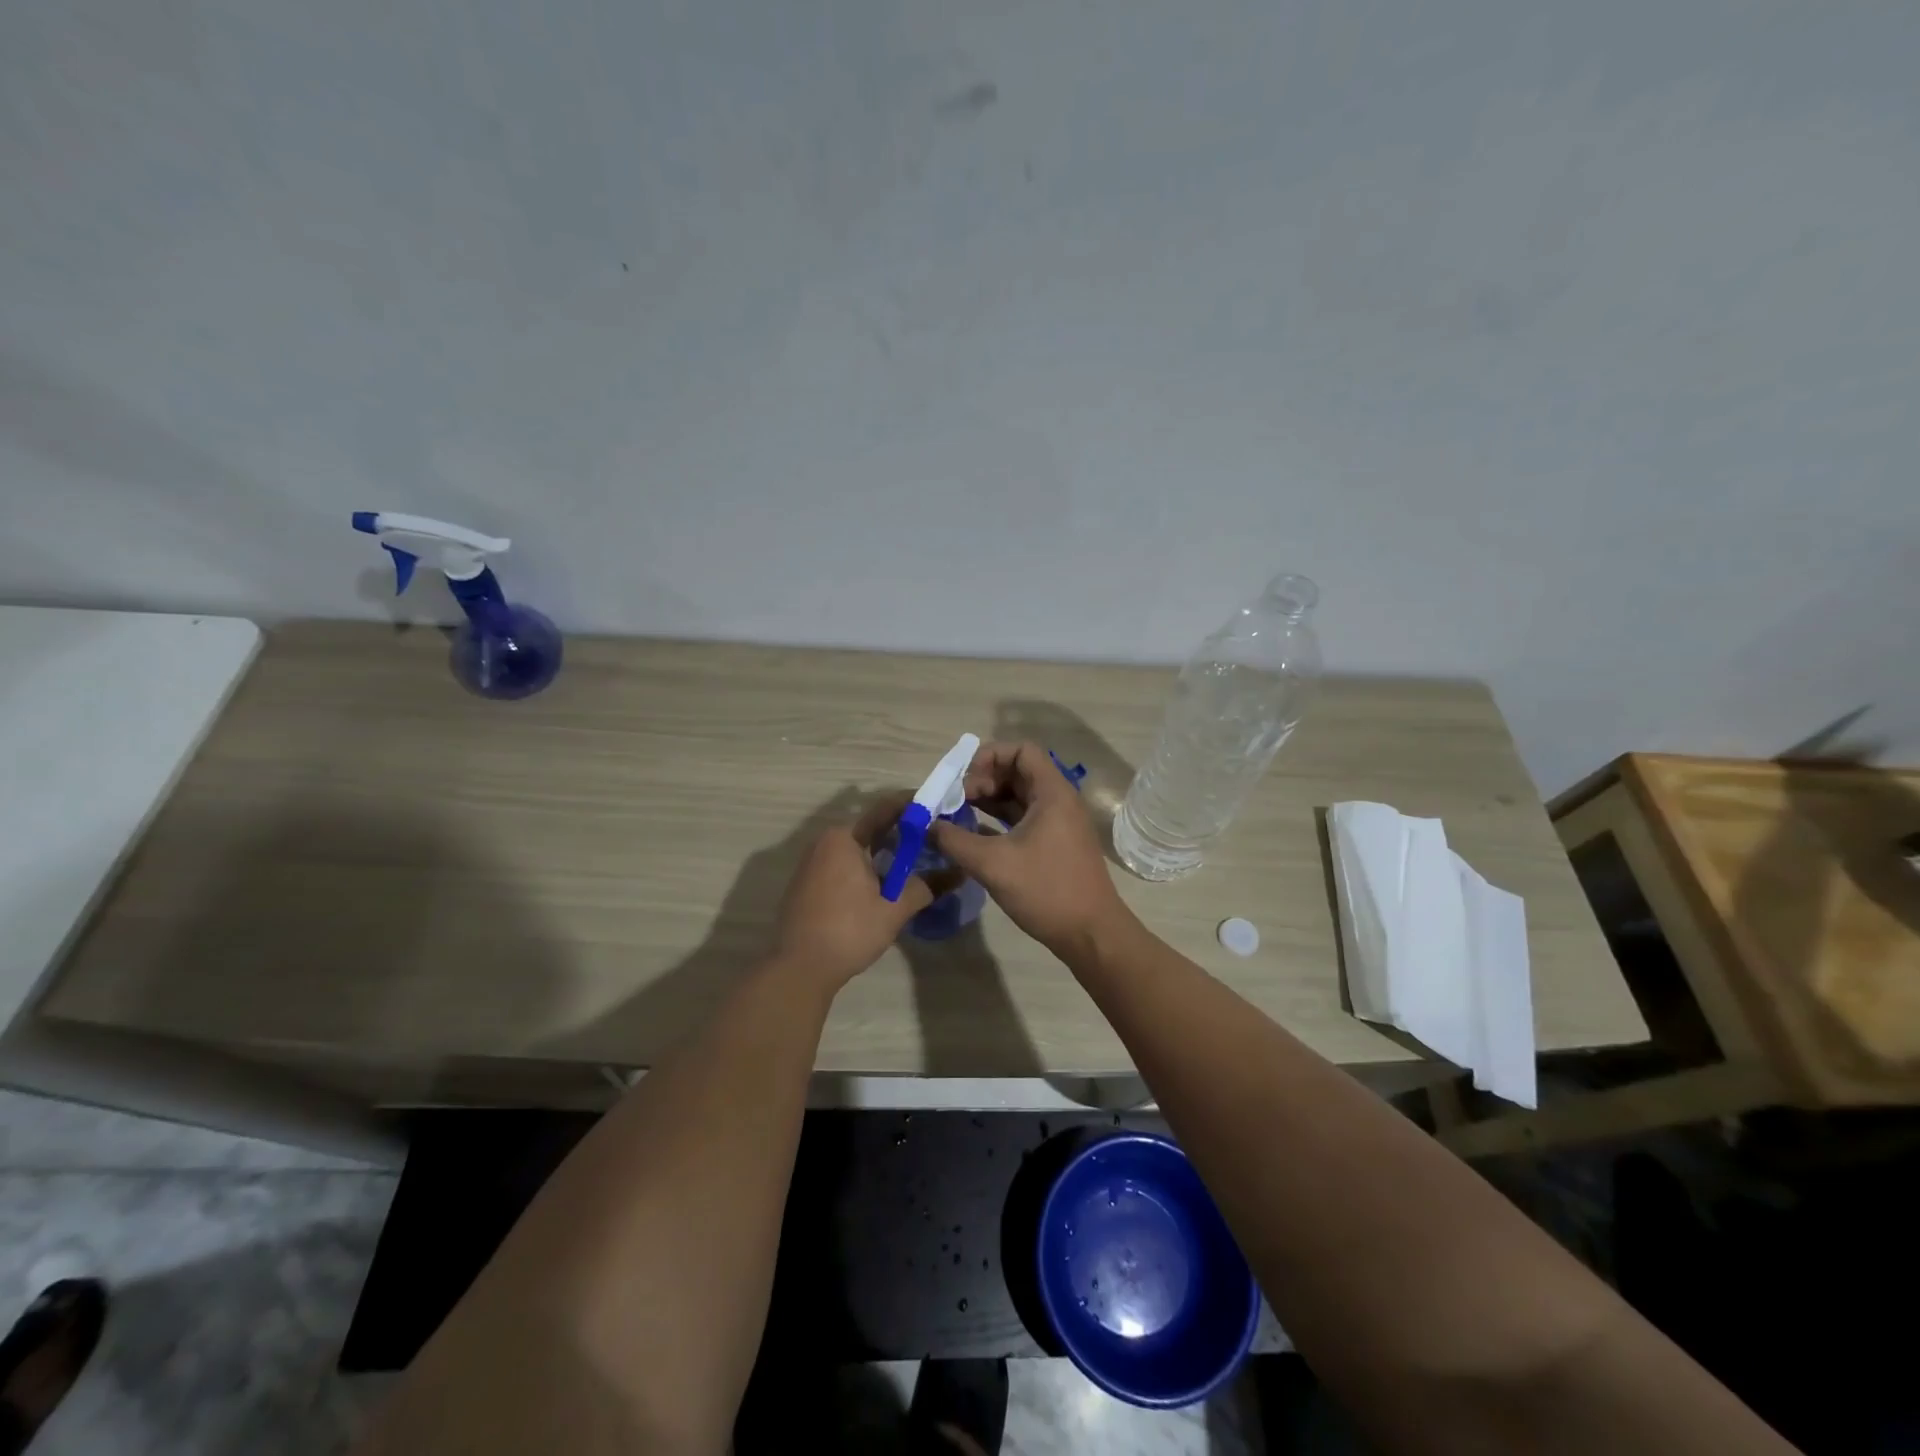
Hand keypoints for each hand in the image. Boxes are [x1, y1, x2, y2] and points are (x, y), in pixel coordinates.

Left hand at [771, 793, 952, 991]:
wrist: (800, 969)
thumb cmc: (849, 931)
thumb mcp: (894, 909)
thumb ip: (926, 887)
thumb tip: (958, 873)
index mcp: (844, 838)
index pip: (885, 810)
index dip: (914, 807)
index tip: (938, 807)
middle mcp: (824, 842)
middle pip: (870, 829)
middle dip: (901, 834)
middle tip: (932, 841)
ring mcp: (811, 864)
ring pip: (856, 849)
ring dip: (883, 854)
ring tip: (914, 864)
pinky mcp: (806, 884)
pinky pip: (841, 866)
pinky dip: (864, 868)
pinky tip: (882, 886)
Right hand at [930, 741, 1132, 958]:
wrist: (1091, 934)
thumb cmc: (1046, 890)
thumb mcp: (992, 864)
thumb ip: (954, 840)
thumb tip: (926, 826)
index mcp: (1052, 793)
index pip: (1021, 750)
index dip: (989, 756)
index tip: (963, 780)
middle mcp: (1058, 801)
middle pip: (1017, 771)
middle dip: (983, 779)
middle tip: (955, 801)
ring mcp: (1058, 823)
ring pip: (1019, 796)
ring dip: (988, 800)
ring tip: (957, 815)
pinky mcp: (1054, 844)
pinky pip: (1022, 819)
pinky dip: (998, 820)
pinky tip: (973, 836)